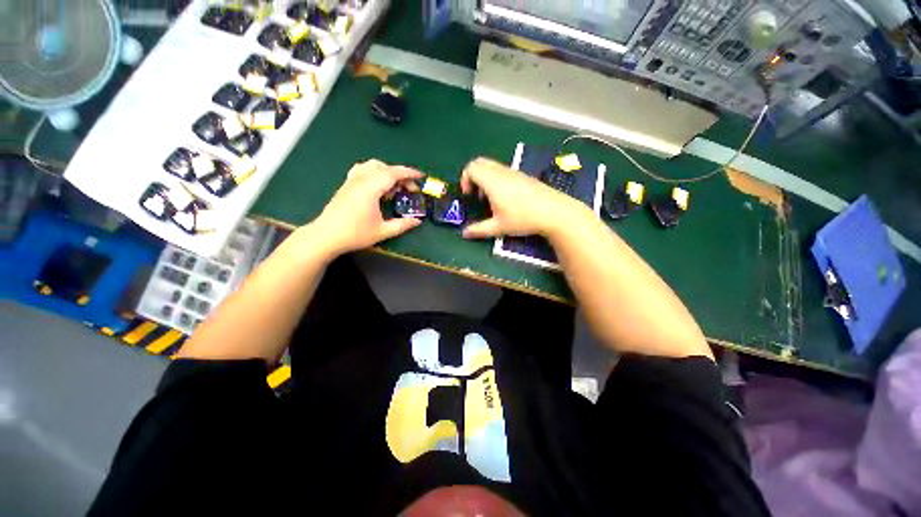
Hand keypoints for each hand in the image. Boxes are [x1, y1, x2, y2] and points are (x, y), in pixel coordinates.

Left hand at [308, 159, 423, 255]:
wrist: (326, 236)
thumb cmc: (355, 234)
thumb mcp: (382, 231)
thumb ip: (402, 225)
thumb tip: (417, 221)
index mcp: (370, 189)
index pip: (392, 173)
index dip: (409, 173)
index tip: (421, 176)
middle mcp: (361, 180)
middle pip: (384, 168)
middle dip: (400, 175)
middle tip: (409, 190)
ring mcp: (352, 181)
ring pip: (372, 166)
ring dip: (387, 172)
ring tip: (394, 188)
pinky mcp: (346, 185)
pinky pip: (362, 170)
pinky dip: (375, 173)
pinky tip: (377, 186)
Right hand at [460, 157, 587, 239]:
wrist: (553, 211)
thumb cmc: (522, 219)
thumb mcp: (498, 227)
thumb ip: (479, 230)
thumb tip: (464, 233)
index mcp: (492, 181)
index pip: (471, 168)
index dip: (465, 180)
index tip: (469, 195)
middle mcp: (501, 172)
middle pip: (480, 162)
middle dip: (472, 176)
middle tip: (475, 194)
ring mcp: (514, 172)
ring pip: (492, 166)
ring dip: (484, 178)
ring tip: (490, 198)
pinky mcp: (523, 175)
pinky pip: (503, 170)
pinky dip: (496, 178)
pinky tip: (504, 197)